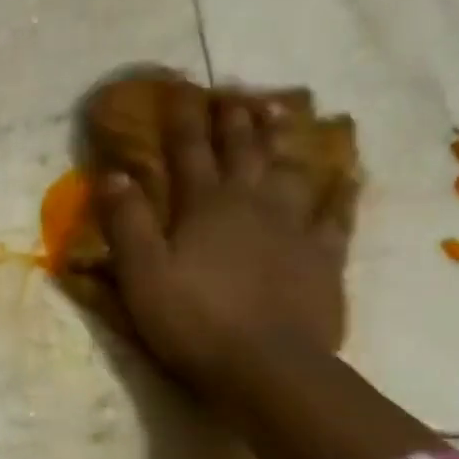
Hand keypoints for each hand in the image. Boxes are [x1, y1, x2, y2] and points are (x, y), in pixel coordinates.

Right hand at [93, 89, 346, 392]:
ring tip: (281, 113)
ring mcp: (294, 227)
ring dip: (282, 140)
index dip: (182, 120)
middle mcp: (251, 204)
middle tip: (233, 92)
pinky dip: (341, 192)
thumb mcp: (142, 274)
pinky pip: (336, 214)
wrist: (266, 366)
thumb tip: (111, 174)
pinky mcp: (324, 256)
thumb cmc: (192, 320)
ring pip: (289, 170)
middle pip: (243, 151)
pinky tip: (346, 176)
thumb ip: (126, 223)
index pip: (188, 152)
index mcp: (204, 207)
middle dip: (234, 120)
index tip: (180, 91)